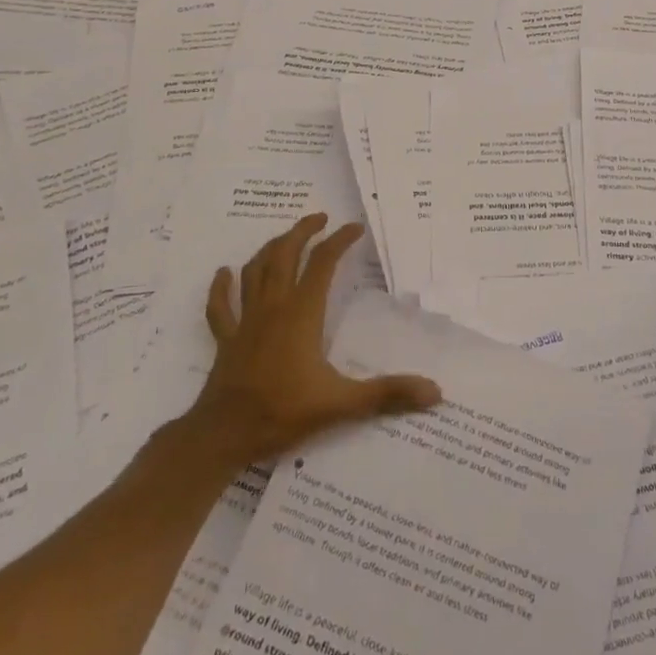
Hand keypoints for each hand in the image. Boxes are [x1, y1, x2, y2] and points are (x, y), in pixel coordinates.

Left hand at [184, 213, 441, 463]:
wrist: (224, 436)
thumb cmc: (283, 413)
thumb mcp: (341, 403)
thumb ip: (388, 393)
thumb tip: (434, 391)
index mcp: (302, 314)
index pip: (323, 264)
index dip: (339, 241)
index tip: (355, 227)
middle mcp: (273, 307)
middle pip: (285, 255)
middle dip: (302, 232)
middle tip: (320, 218)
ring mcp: (246, 321)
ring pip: (254, 271)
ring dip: (270, 249)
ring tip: (286, 239)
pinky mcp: (226, 340)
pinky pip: (221, 306)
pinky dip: (222, 287)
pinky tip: (224, 273)